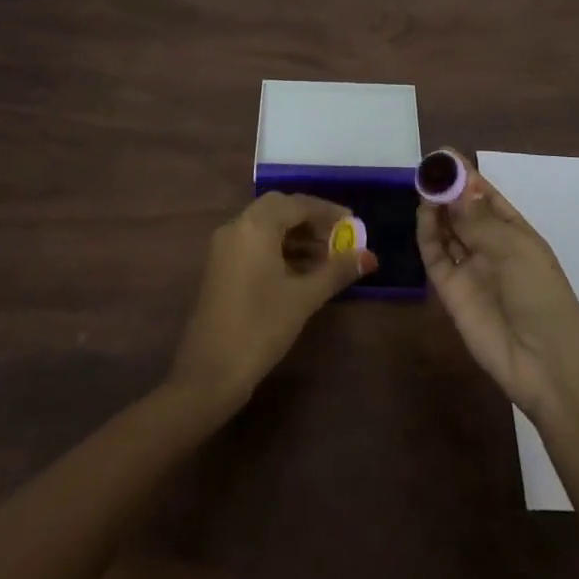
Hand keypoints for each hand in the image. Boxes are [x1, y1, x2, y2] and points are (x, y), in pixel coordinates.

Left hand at [169, 192, 376, 411]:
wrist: (208, 374)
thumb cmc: (260, 328)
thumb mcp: (304, 298)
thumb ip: (337, 271)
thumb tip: (370, 256)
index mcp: (255, 226)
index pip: (297, 204)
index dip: (327, 211)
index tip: (353, 223)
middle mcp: (237, 227)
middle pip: (279, 209)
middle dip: (311, 220)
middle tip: (338, 236)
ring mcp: (225, 247)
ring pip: (266, 226)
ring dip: (296, 235)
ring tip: (326, 256)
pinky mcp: (221, 266)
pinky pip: (254, 243)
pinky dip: (279, 247)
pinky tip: (301, 270)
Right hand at [418, 151, 578, 420]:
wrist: (545, 364)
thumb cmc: (542, 297)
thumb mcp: (516, 250)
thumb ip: (478, 219)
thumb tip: (453, 186)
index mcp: (515, 234)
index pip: (486, 197)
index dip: (467, 176)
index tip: (445, 154)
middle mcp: (490, 247)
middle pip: (462, 211)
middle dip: (447, 189)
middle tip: (427, 168)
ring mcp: (470, 268)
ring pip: (446, 230)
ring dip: (436, 208)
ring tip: (424, 186)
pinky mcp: (450, 290)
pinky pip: (435, 255)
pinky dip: (427, 233)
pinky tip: (424, 213)